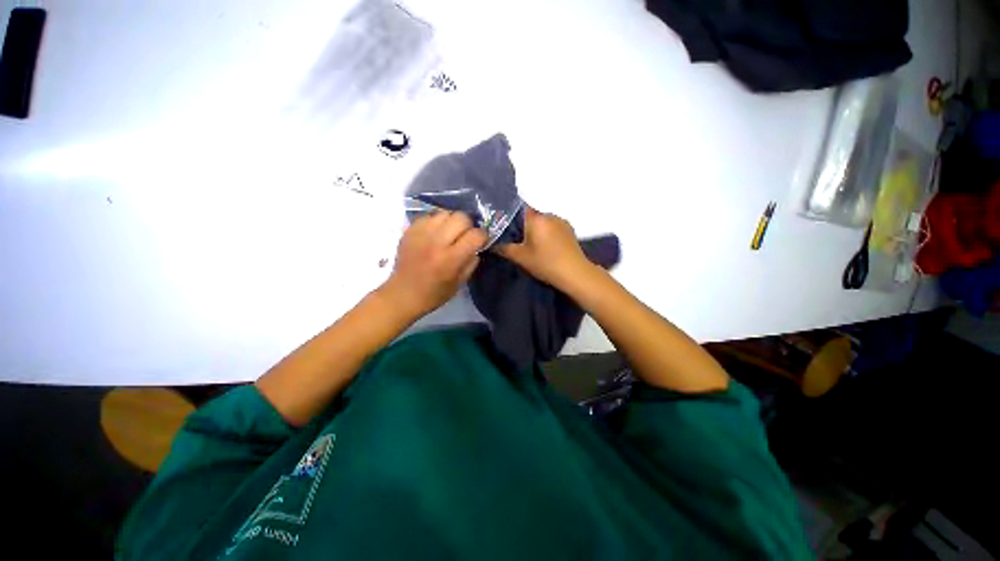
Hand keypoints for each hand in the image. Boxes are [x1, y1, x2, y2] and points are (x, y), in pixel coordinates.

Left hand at [379, 211, 487, 319]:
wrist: (403, 294)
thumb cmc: (434, 294)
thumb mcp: (460, 283)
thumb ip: (471, 262)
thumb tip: (477, 246)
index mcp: (450, 259)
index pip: (476, 235)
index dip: (483, 237)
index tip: (481, 241)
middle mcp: (436, 242)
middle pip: (461, 217)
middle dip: (468, 226)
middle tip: (465, 236)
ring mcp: (421, 234)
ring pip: (445, 213)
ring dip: (452, 222)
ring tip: (449, 233)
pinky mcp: (410, 230)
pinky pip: (429, 216)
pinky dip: (436, 223)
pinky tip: (435, 234)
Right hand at [496, 207, 596, 290]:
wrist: (574, 273)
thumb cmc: (545, 263)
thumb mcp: (520, 258)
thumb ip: (503, 248)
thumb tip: (490, 243)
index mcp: (536, 218)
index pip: (519, 208)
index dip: (510, 215)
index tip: (504, 225)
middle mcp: (549, 214)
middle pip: (531, 216)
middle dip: (523, 225)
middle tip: (516, 239)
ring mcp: (562, 221)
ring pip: (543, 222)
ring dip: (536, 230)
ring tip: (533, 245)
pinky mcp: (570, 230)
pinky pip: (553, 227)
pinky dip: (547, 233)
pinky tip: (546, 246)